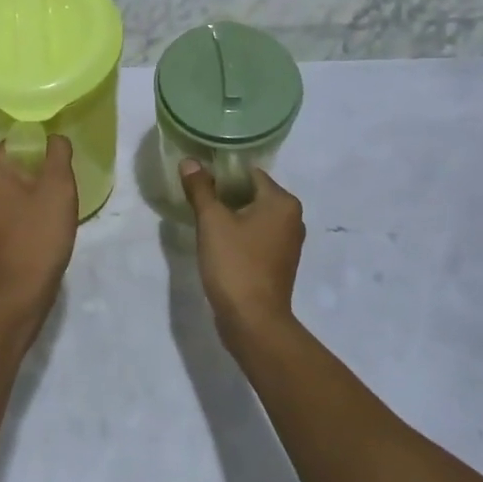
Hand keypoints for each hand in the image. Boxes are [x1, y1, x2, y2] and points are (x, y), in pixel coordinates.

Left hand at [0, 135, 78, 339]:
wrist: (17, 295)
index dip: (46, 150)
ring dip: (36, 190)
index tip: (64, 166)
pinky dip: (26, 207)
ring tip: (56, 206)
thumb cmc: (37, 236)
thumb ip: (58, 152)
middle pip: (16, 162)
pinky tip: (44, 222)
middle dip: (41, 171)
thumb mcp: (58, 188)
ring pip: (14, 184)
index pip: (20, 141)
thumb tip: (54, 138)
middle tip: (63, 187)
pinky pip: (9, 203)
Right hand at [180, 160, 304, 348]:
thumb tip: (190, 161)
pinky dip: (240, 234)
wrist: (253, 321)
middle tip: (197, 197)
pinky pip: (257, 236)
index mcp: (282, 202)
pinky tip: (218, 241)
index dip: (222, 173)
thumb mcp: (212, 221)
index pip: (249, 173)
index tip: (198, 179)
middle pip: (253, 193)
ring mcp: (289, 243)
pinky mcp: (280, 263)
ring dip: (231, 215)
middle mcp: (292, 218)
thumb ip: (200, 188)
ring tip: (204, 218)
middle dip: (225, 194)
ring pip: (254, 216)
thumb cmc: (235, 264)